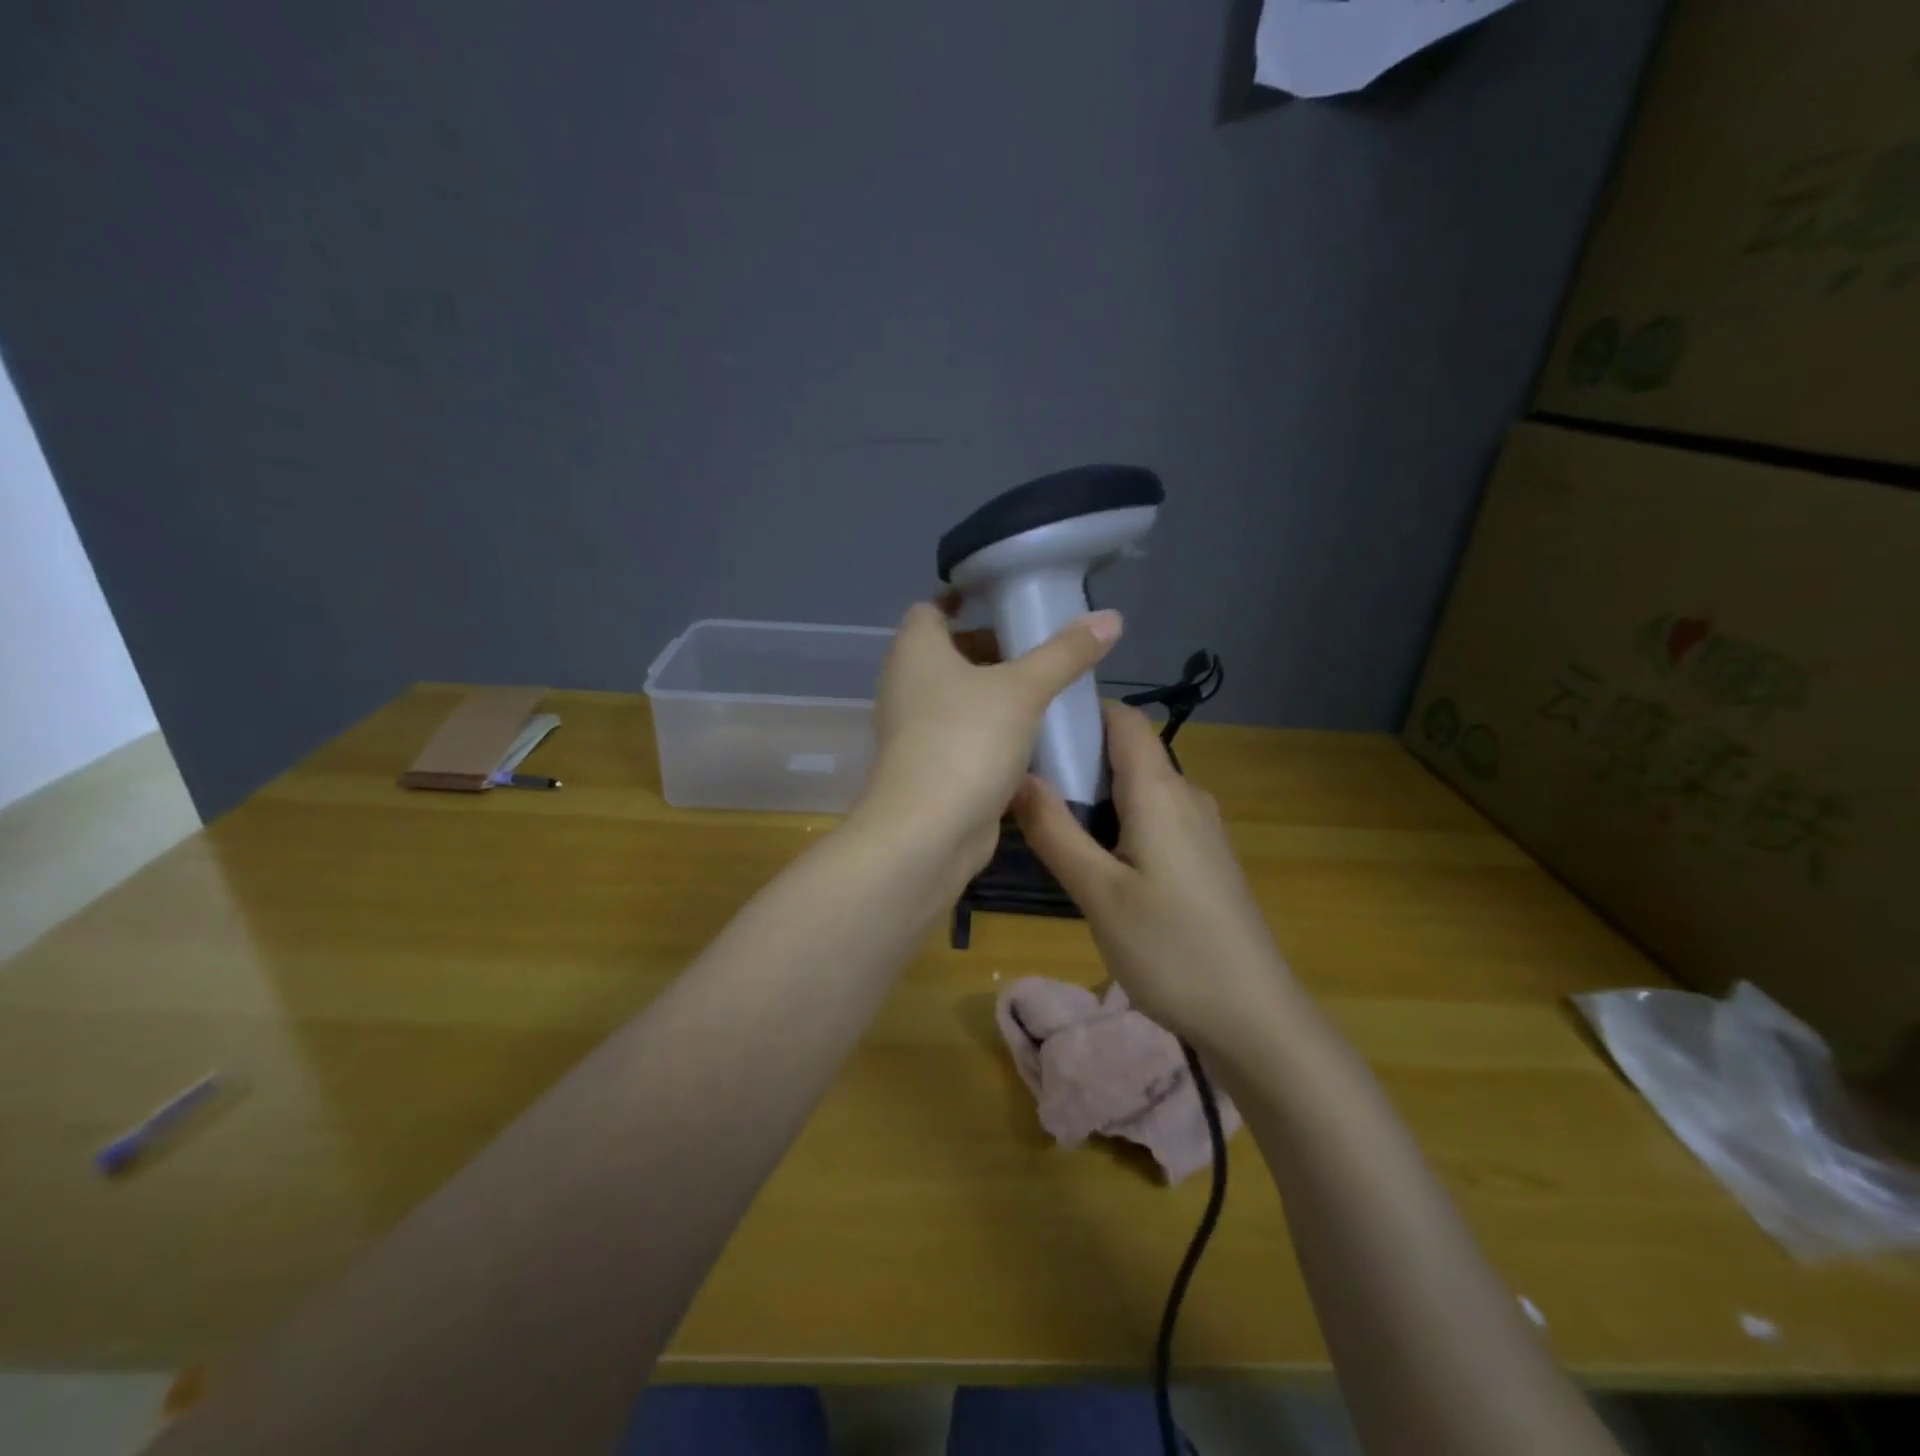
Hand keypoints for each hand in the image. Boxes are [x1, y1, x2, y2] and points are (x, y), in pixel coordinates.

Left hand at [852, 598, 1121, 880]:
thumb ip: (1066, 653)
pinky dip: (993, 730)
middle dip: (993, 648)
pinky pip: (964, 733)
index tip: (1007, 600)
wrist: (927, 833)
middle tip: (1042, 648)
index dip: (965, 599)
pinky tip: (1033, 736)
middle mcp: (907, 684)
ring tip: (1047, 689)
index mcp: (915, 651)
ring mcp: (916, 729)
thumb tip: (1111, 617)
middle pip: (950, 653)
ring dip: (997, 693)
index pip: (932, 609)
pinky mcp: (931, 766)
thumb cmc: (966, 742)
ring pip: (959, 697)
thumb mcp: (1023, 690)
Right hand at [1013, 701, 1298, 1047]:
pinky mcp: (1204, 857)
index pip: (1122, 718)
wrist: (1254, 1016)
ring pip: (1139, 789)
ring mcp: (1200, 828)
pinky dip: (1118, 822)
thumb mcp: (1098, 893)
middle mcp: (1186, 795)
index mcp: (1160, 791)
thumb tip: (1018, 776)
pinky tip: (1094, 862)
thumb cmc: (1171, 949)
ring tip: (1049, 827)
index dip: (1079, 713)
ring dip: (1094, 797)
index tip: (1032, 732)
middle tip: (1025, 790)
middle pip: (1127, 752)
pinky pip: (1154, 817)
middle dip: (1076, 760)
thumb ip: (1055, 831)